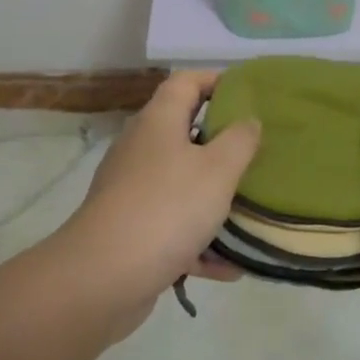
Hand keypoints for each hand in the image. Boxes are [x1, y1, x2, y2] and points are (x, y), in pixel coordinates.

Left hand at [58, 70, 260, 334]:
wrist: (101, 278)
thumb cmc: (166, 208)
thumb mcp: (218, 170)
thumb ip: (240, 140)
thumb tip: (248, 120)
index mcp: (159, 121)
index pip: (186, 82)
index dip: (217, 80)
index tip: (250, 94)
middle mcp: (142, 148)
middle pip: (185, 132)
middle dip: (223, 143)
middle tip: (258, 153)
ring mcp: (132, 190)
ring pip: (181, 183)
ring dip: (214, 198)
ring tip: (251, 211)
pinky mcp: (130, 230)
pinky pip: (172, 227)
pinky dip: (199, 242)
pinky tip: (229, 267)